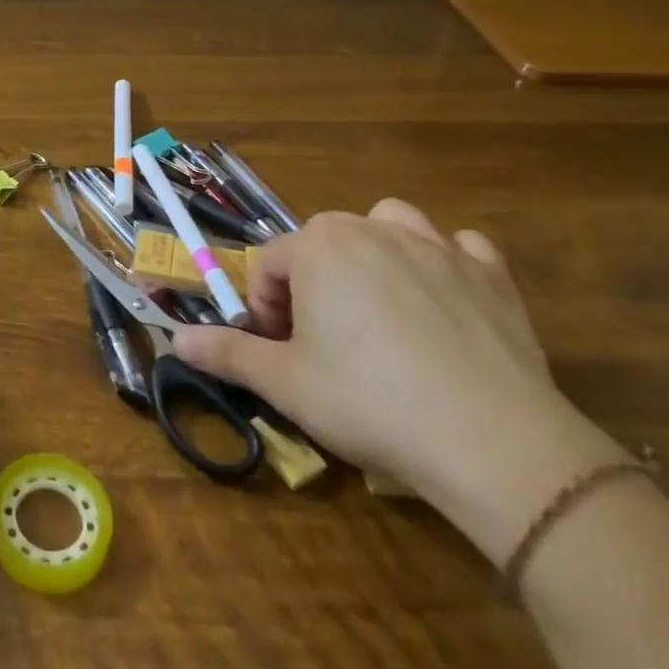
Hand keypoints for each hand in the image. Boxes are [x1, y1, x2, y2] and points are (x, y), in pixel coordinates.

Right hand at [172, 199, 621, 560]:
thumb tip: (176, 339)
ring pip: (391, 225)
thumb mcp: (284, 383)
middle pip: (324, 243)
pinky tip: (444, 306)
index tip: (280, 353)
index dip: (266, 310)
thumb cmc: (369, 402)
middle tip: (323, 342)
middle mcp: (374, 229)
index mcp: (319, 245)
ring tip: (378, 307)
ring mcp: (439, 247)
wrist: (492, 443)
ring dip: (377, 252)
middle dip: (314, 283)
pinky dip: (446, 265)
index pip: (271, 265)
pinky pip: (460, 249)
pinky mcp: (493, 276)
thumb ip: (227, 352)